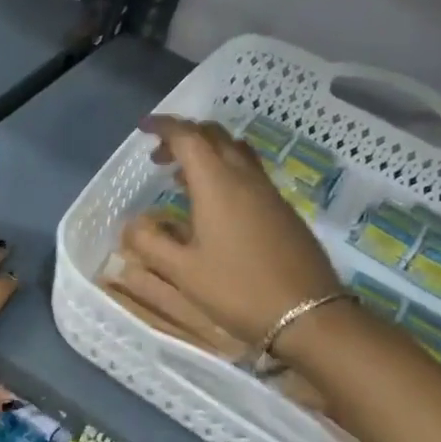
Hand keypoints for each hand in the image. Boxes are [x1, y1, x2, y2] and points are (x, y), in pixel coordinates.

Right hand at [125, 116, 342, 346]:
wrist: (308, 315)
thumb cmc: (237, 290)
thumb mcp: (183, 272)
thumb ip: (151, 243)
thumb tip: (132, 225)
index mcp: (217, 184)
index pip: (188, 137)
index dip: (164, 126)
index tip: (143, 128)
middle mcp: (244, 177)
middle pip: (214, 136)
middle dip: (184, 135)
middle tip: (159, 155)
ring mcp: (269, 192)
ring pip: (235, 151)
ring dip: (207, 151)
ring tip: (184, 176)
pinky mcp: (283, 209)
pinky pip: (249, 171)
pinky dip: (225, 170)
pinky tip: (215, 203)